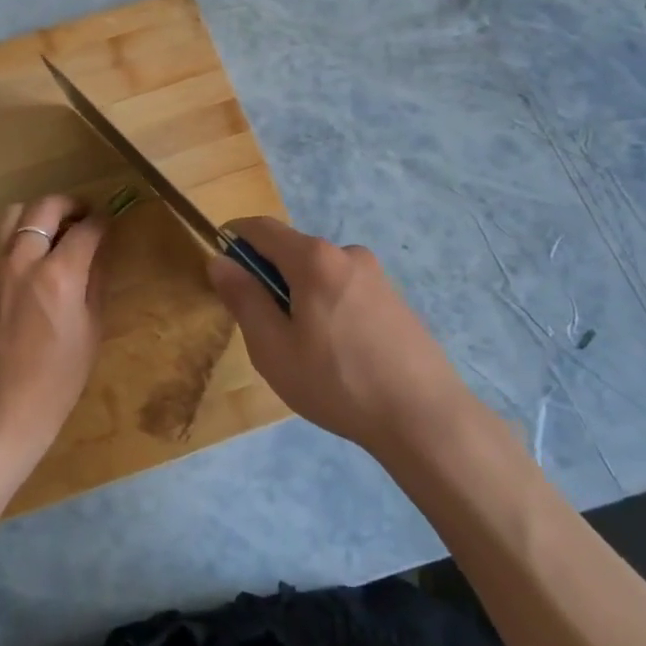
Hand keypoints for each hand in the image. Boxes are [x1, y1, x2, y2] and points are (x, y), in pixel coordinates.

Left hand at [0, 194, 109, 460]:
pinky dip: (13, 234)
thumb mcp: (92, 328)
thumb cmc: (58, 377)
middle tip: (82, 216)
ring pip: (13, 213)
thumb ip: (96, 279)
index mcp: (60, 276)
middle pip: (46, 206)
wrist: (1, 405)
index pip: (86, 229)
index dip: (102, 221)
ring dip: (37, 214)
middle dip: (70, 204)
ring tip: (50, 230)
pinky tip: (24, 253)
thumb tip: (100, 248)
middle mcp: (23, 260)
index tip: (108, 222)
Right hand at [208, 218, 465, 457]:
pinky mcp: (394, 298)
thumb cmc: (337, 382)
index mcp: (314, 258)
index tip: (221, 267)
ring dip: (300, 295)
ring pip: (319, 273)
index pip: (261, 228)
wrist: (425, 417)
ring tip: (304, 350)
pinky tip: (338, 353)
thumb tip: (220, 261)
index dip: (234, 238)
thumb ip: (244, 299)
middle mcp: (347, 253)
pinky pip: (345, 289)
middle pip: (292, 250)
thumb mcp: (273, 348)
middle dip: (268, 276)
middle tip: (263, 328)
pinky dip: (327, 306)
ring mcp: (376, 275)